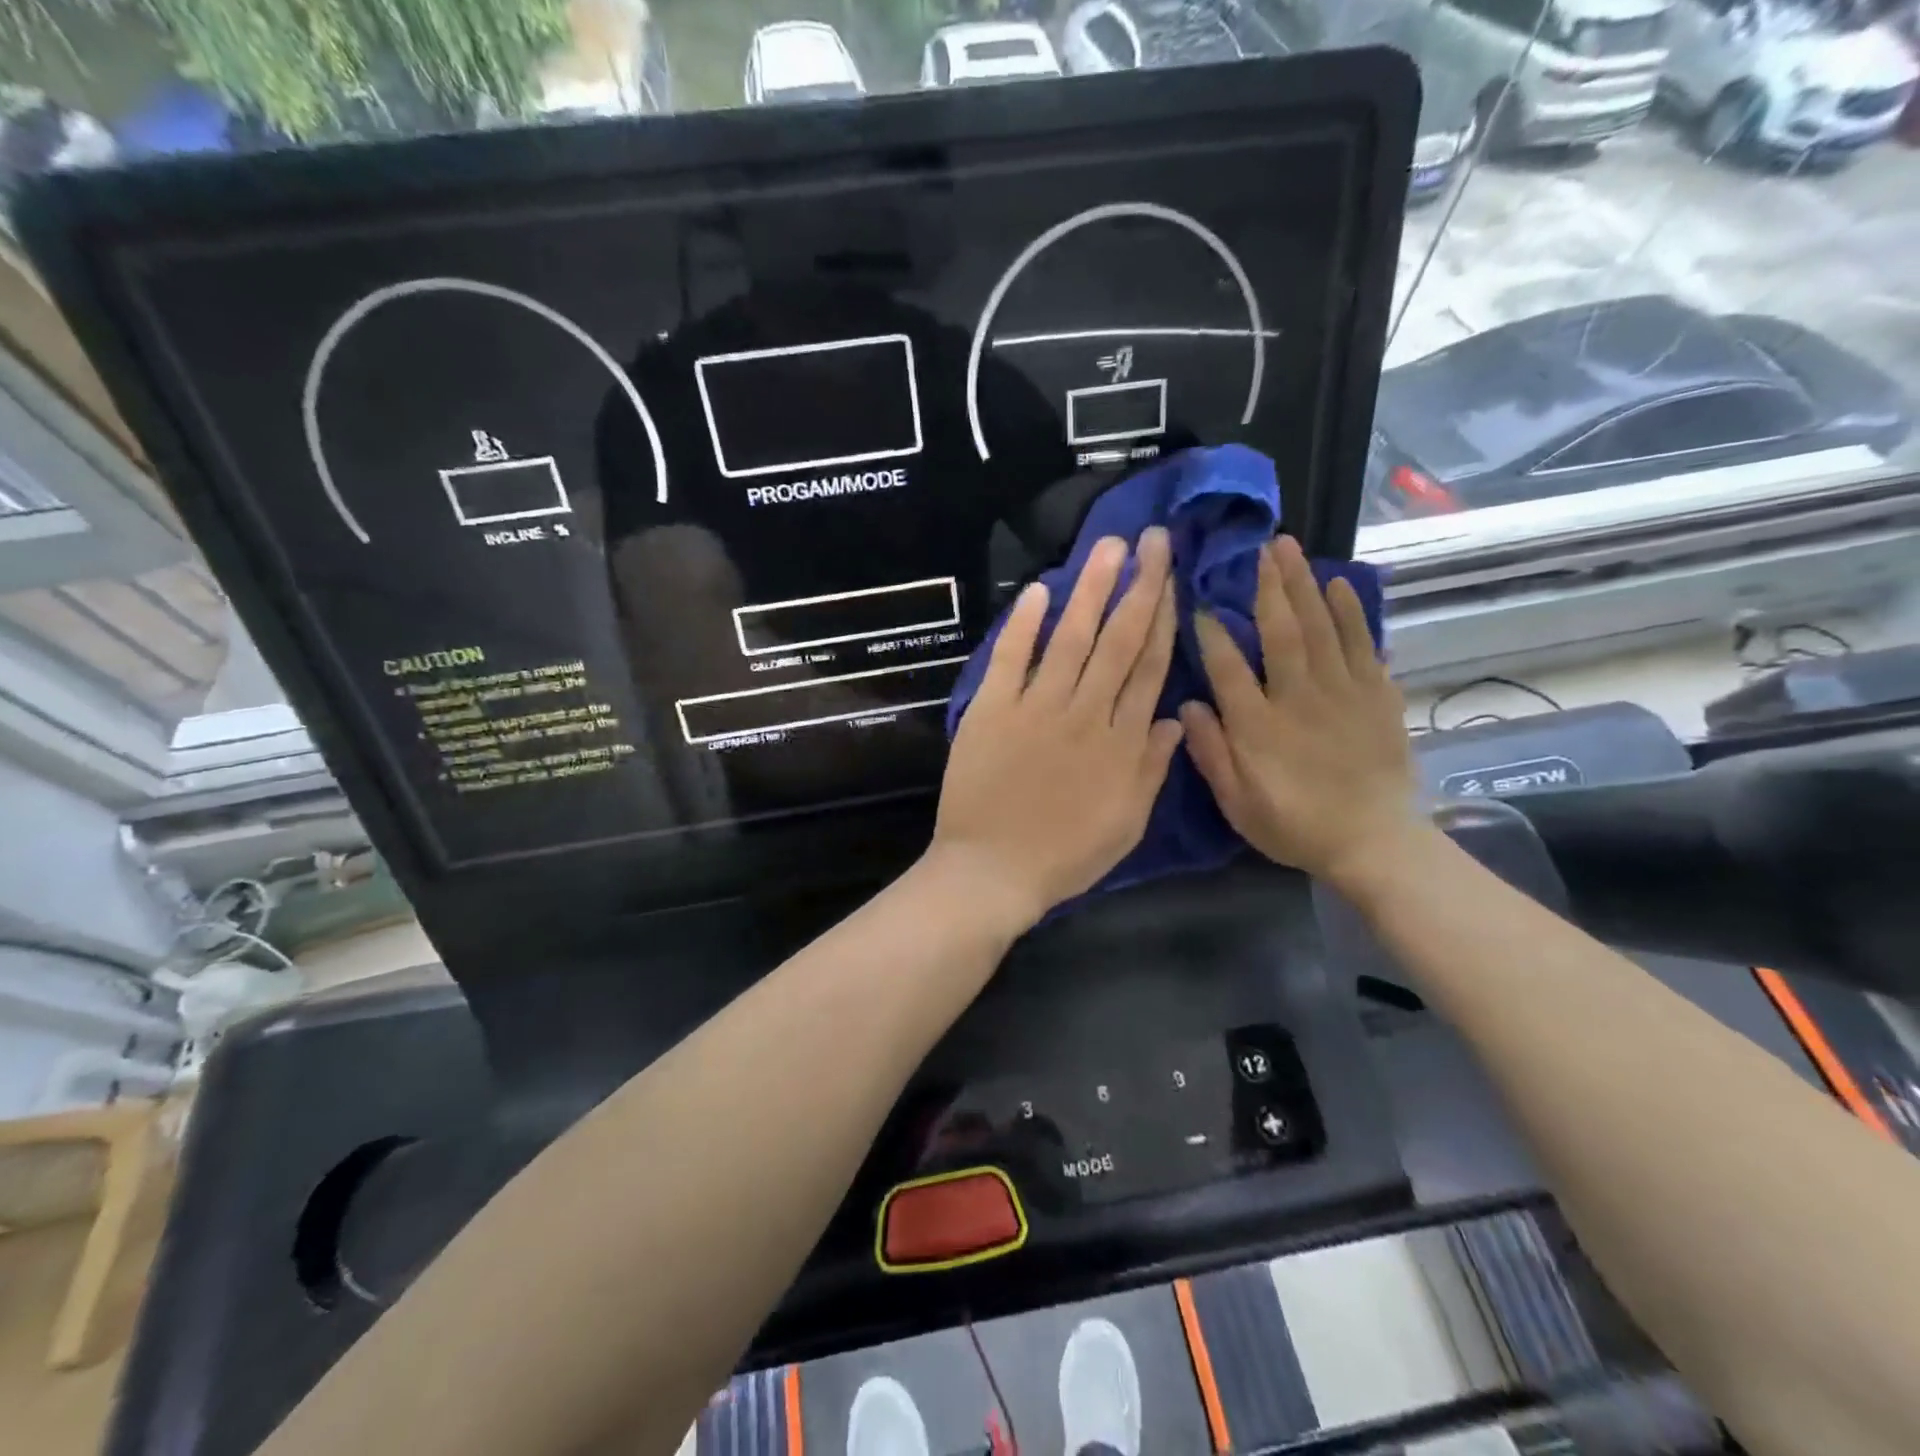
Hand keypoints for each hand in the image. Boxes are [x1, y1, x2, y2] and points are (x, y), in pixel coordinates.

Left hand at [931, 527, 1183, 933]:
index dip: (1164, 619)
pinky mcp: (992, 709)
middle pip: (1119, 641)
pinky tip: (1040, 588)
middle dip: (1139, 586)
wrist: (993, 870)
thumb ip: (1153, 767)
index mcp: (1122, 741)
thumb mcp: (1127, 822)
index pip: (1149, 667)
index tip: (1173, 579)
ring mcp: (1036, 708)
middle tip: (1153, 540)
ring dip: (1092, 589)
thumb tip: (1174, 716)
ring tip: (1110, 546)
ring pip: (1072, 638)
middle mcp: (1085, 713)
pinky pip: (1011, 658)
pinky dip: (1023, 623)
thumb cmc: (1065, 855)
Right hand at [1180, 535, 1419, 887]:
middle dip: (1268, 586)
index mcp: (1258, 726)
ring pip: (1322, 627)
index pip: (1228, 667)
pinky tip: (1339, 584)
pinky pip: (1363, 643)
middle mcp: (1298, 698)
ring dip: (1304, 584)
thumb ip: (1211, 752)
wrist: (1374, 843)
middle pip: (1282, 631)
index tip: (1200, 601)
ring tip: (1291, 549)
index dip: (1212, 631)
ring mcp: (1343, 692)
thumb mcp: (1237, 803)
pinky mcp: (1377, 695)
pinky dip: (1352, 611)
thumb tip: (1185, 704)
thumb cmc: (1295, 825)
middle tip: (1259, 547)